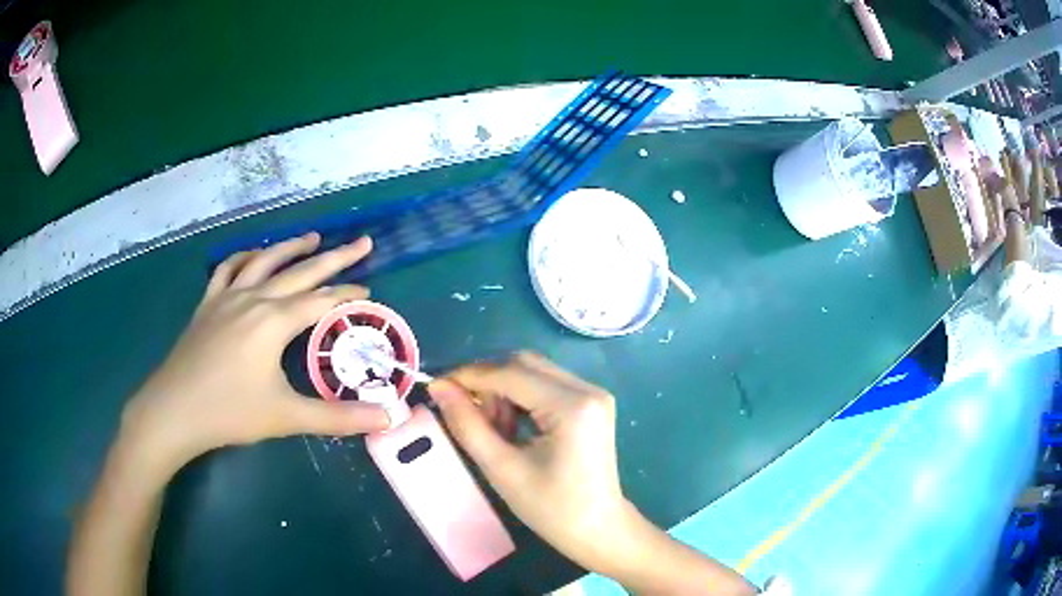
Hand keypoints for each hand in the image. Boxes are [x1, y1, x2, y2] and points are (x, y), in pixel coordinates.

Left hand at [119, 233, 390, 475]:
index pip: (321, 302)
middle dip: (335, 258)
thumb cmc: (230, 412)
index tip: (369, 293)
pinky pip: (229, 269)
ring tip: (313, 237)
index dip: (348, 296)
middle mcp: (253, 299)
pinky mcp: (208, 304)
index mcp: (274, 322)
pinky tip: (254, 256)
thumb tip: (388, 419)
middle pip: (300, 271)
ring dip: (291, 247)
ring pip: (265, 261)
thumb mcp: (287, 417)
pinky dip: (246, 256)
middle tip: (362, 243)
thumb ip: (339, 418)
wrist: (174, 410)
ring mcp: (227, 297)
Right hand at [428, 353, 638, 573]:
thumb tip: (439, 386)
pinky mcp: (591, 403)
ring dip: (504, 392)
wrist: (597, 529)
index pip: (510, 372)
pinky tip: (514, 429)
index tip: (437, 387)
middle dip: (488, 383)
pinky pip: (546, 385)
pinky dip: (522, 399)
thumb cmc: (551, 508)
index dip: (468, 376)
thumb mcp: (501, 468)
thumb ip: (467, 424)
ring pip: (533, 372)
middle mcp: (587, 389)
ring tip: (496, 432)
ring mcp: (593, 394)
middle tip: (470, 417)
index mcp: (572, 406)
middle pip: (523, 364)